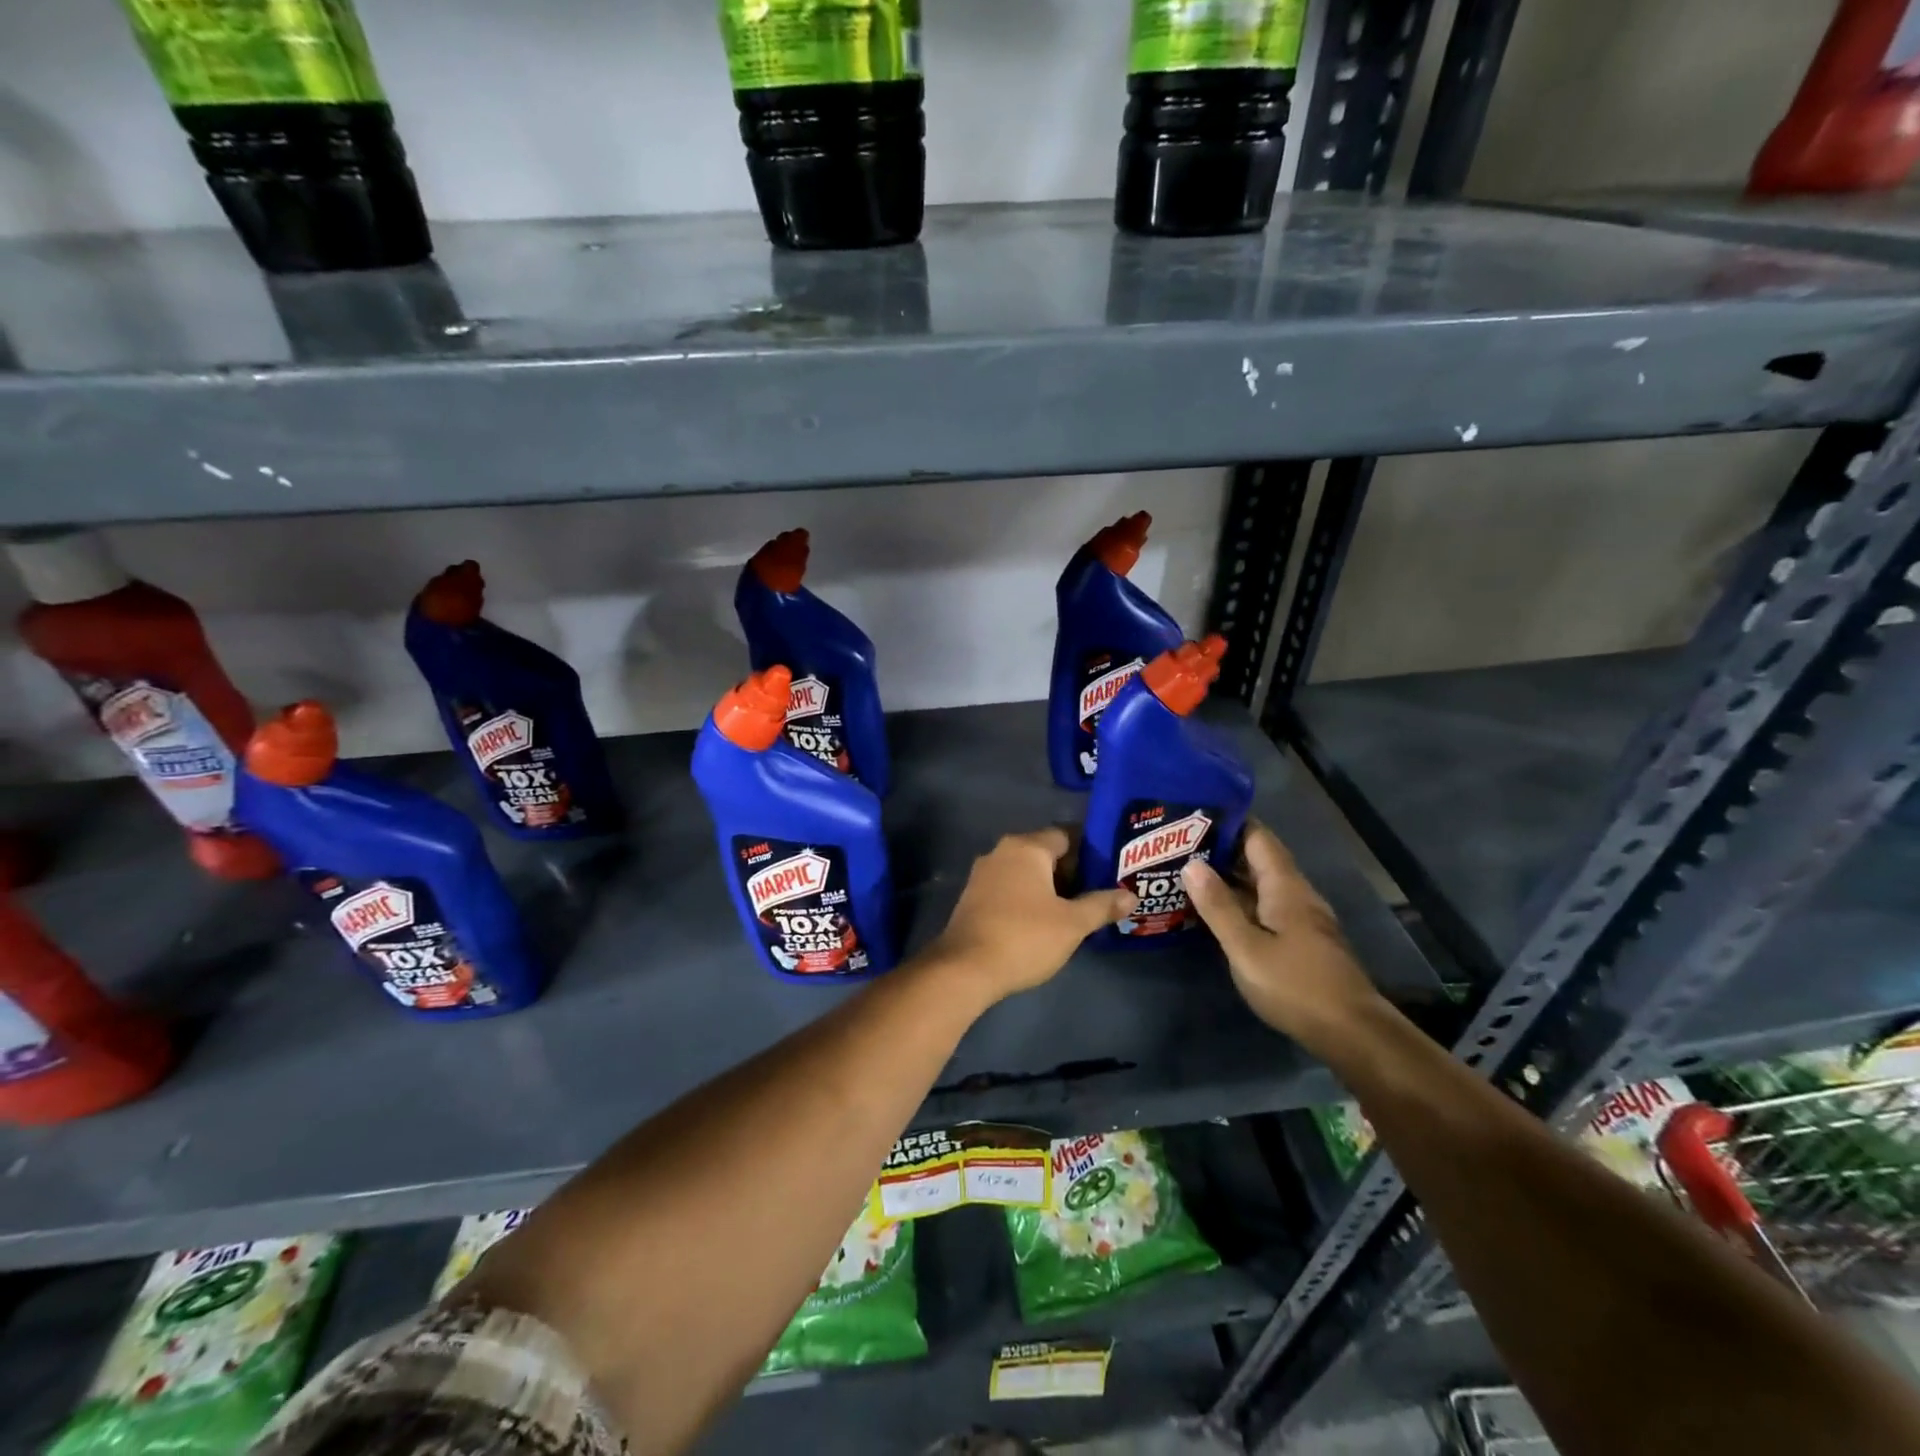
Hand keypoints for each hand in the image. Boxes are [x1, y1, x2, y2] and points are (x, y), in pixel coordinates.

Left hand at [925, 827, 1135, 1001]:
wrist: (965, 968)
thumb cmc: (1025, 937)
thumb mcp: (1072, 924)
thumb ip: (1102, 905)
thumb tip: (1130, 895)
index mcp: (1026, 847)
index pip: (1065, 835)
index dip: (1089, 852)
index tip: (1108, 871)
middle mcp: (1002, 852)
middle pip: (1044, 853)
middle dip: (1070, 871)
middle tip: (1096, 893)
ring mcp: (983, 874)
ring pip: (1025, 872)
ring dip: (1047, 887)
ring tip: (1073, 910)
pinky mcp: (972, 897)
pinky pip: (1008, 888)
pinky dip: (1027, 898)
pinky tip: (1042, 922)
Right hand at [1182, 821, 1384, 1051]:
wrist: (1351, 1033)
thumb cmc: (1295, 985)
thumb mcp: (1246, 948)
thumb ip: (1218, 906)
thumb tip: (1192, 863)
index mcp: (1285, 887)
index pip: (1257, 837)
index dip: (1227, 822)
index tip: (1192, 814)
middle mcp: (1296, 894)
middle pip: (1258, 859)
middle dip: (1221, 849)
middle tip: (1177, 845)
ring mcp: (1302, 918)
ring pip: (1261, 885)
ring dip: (1229, 876)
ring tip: (1188, 872)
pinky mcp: (1301, 941)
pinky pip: (1265, 907)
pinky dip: (1240, 901)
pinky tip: (1216, 911)